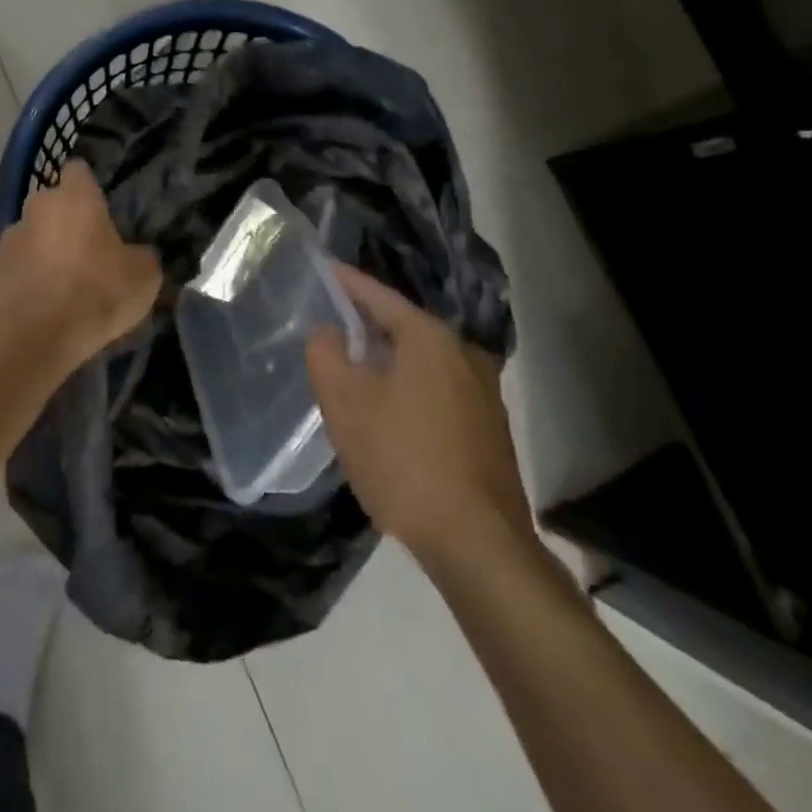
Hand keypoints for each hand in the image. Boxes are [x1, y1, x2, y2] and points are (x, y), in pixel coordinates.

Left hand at [0, 160, 161, 374]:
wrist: (37, 339)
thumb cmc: (97, 294)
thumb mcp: (144, 277)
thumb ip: (140, 255)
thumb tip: (134, 255)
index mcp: (75, 198)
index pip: (79, 170)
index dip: (89, 186)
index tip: (101, 209)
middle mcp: (37, 208)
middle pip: (52, 204)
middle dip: (65, 221)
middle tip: (86, 252)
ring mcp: (9, 239)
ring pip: (31, 235)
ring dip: (44, 250)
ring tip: (62, 284)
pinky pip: (15, 267)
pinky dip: (27, 279)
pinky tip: (41, 305)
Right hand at [307, 265, 532, 561]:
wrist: (478, 542)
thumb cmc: (404, 461)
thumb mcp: (345, 404)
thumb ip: (326, 354)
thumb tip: (326, 330)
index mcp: (429, 337)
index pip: (378, 295)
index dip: (346, 282)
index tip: (322, 269)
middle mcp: (463, 352)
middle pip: (404, 326)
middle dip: (366, 324)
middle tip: (330, 324)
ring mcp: (483, 390)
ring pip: (423, 360)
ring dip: (388, 359)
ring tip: (355, 367)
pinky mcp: (489, 426)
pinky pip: (438, 389)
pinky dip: (409, 387)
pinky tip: (390, 412)